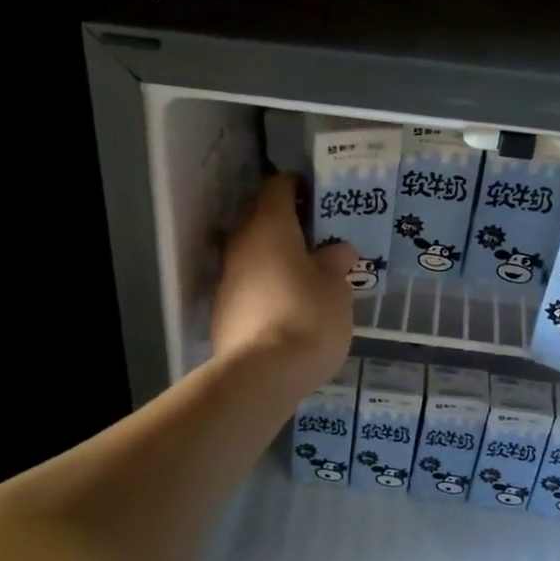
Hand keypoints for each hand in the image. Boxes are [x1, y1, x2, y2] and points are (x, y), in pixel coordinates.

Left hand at [210, 174, 356, 396]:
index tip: (319, 197)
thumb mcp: (337, 286)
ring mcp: (226, 277)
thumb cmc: (308, 316)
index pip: (277, 186)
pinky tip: (286, 302)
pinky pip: (246, 282)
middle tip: (315, 233)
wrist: (261, 375)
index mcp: (269, 226)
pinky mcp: (222, 309)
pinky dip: (264, 282)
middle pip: (258, 216)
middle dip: (284, 219)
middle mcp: (241, 243)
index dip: (298, 186)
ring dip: (273, 253)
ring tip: (304, 270)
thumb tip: (337, 250)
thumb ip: (336, 261)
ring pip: (250, 251)